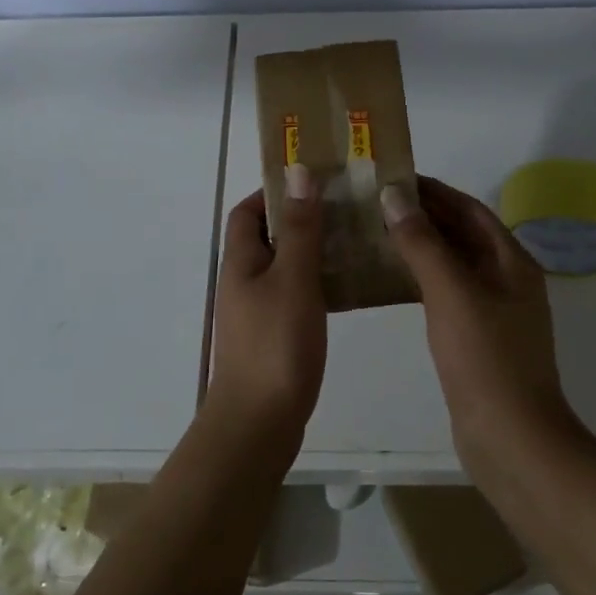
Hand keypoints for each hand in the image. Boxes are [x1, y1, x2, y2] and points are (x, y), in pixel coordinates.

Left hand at [205, 168, 327, 446]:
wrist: (259, 423)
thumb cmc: (275, 344)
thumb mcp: (293, 278)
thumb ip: (300, 227)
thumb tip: (297, 171)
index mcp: (241, 260)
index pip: (248, 211)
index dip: (274, 192)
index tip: (313, 183)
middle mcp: (244, 281)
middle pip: (268, 236)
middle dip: (301, 218)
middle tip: (344, 209)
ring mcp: (257, 311)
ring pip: (284, 267)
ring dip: (313, 251)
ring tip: (354, 240)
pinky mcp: (273, 336)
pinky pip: (294, 296)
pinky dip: (317, 284)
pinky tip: (348, 288)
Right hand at [381, 176, 575, 464]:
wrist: (511, 440)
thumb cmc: (485, 358)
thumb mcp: (451, 292)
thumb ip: (422, 242)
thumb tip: (395, 195)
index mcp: (511, 262)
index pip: (469, 209)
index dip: (434, 191)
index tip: (393, 177)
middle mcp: (505, 280)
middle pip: (461, 234)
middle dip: (423, 216)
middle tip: (375, 203)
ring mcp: (492, 311)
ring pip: (451, 264)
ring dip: (418, 246)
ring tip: (374, 233)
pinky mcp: (475, 338)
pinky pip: (444, 293)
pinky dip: (419, 279)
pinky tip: (389, 280)